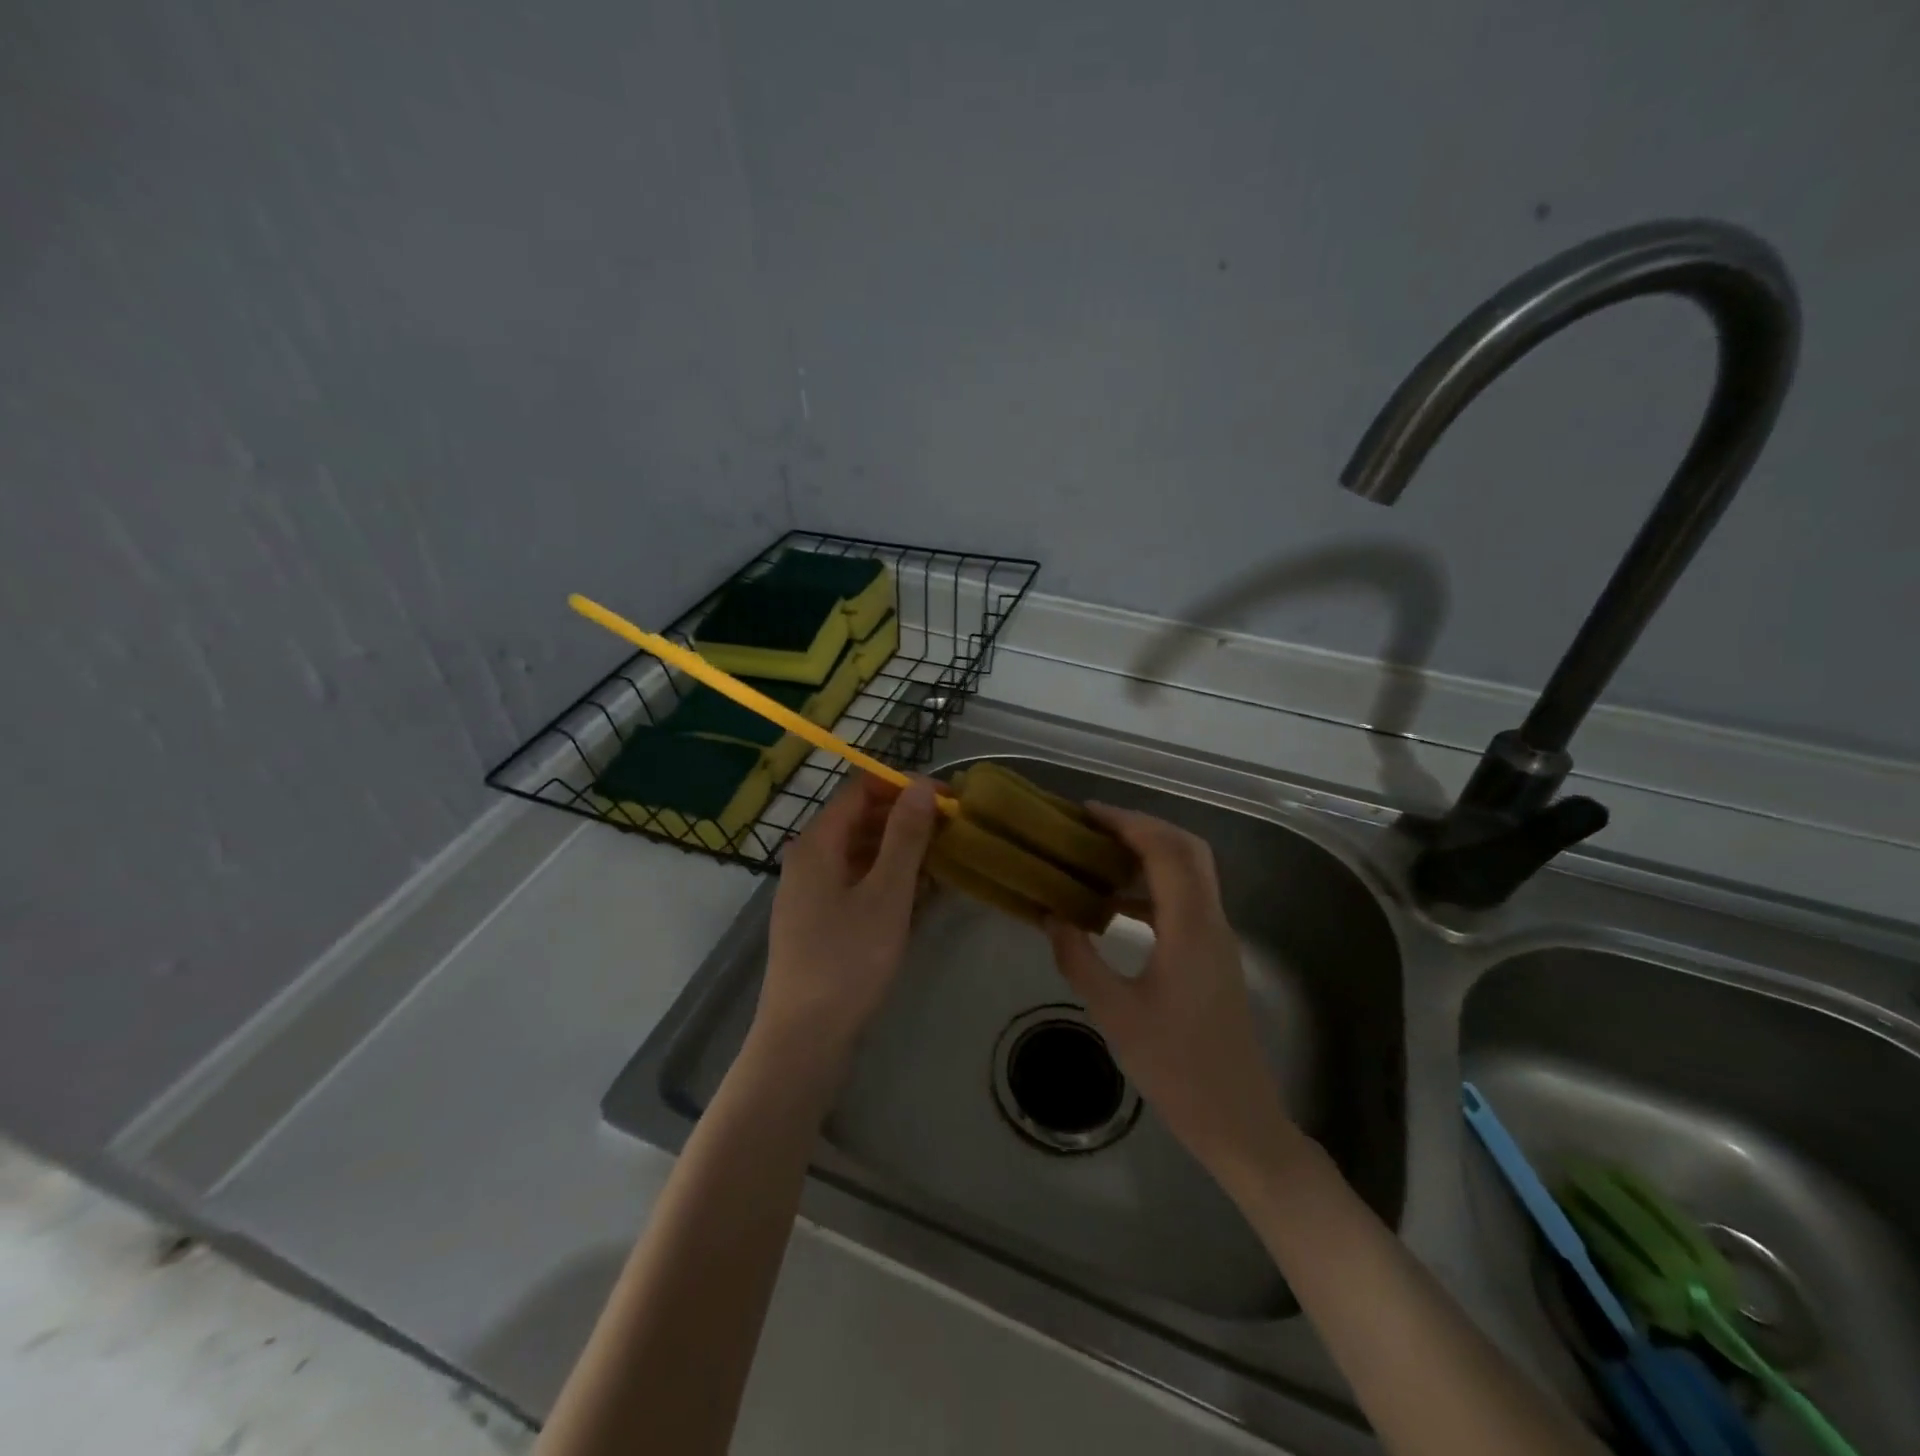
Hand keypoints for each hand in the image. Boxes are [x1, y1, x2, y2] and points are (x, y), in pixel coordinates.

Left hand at [755, 774, 938, 1072]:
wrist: (803, 1040)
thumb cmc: (847, 961)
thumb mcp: (886, 894)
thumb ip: (905, 836)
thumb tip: (923, 785)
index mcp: (817, 843)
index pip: (860, 789)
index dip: (904, 787)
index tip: (947, 800)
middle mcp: (807, 859)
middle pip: (859, 820)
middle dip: (905, 820)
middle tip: (951, 834)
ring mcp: (809, 893)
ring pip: (859, 854)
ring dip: (899, 853)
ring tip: (942, 865)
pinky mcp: (817, 922)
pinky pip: (855, 884)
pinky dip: (885, 881)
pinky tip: (916, 898)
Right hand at [1046, 806, 1302, 1186]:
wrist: (1239, 1120)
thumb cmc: (1176, 1068)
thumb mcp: (1115, 1014)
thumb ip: (1079, 960)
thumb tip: (1051, 917)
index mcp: (1190, 928)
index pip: (1165, 851)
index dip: (1127, 822)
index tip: (1086, 813)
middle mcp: (1211, 921)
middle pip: (1187, 849)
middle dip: (1142, 828)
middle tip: (1094, 828)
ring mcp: (1217, 939)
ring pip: (1190, 873)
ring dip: (1149, 855)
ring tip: (1099, 858)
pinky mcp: (1214, 957)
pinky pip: (1186, 902)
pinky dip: (1153, 888)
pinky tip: (1116, 907)